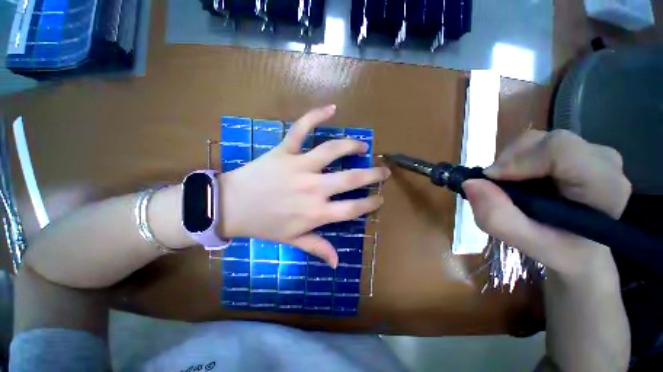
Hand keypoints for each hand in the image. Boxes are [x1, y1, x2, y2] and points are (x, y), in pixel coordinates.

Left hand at [219, 105, 389, 266]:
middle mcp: (313, 188)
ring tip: (362, 146)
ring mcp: (299, 166)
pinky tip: (331, 108)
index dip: (370, 203)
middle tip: (383, 170)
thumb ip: (317, 248)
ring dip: (352, 146)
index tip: (380, 198)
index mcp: (316, 212)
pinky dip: (316, 116)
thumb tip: (337, 263)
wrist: (231, 207)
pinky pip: (301, 129)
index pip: (353, 208)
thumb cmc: (263, 225)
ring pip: (332, 150)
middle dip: (372, 174)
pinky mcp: (284, 151)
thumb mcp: (292, 240)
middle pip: (351, 179)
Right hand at [462, 130, 631, 278]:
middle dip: (509, 162)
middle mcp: (604, 160)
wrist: (585, 248)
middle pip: (544, 141)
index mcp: (604, 186)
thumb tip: (469, 183)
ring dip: (511, 162)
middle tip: (499, 189)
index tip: (491, 181)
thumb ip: (498, 217)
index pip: (560, 150)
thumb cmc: (563, 250)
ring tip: (512, 188)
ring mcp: (593, 151)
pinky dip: (518, 161)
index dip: (517, 160)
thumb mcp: (528, 244)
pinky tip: (522, 181)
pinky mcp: (579, 150)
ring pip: (537, 141)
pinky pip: (537, 145)